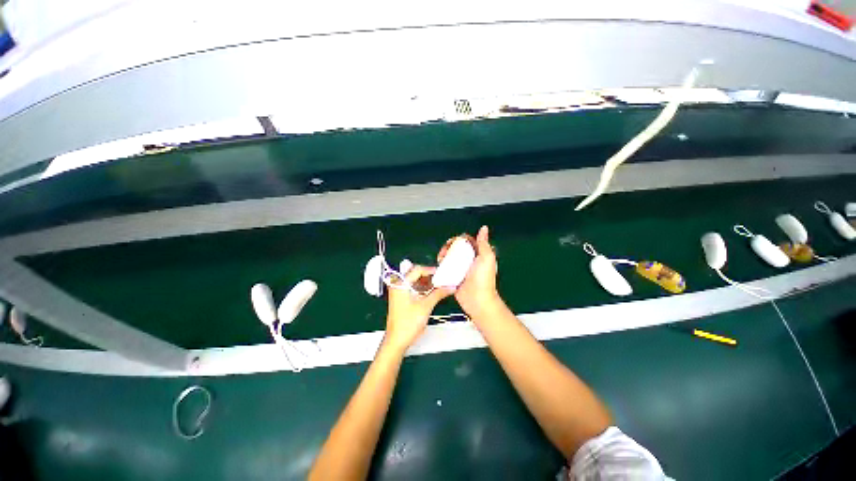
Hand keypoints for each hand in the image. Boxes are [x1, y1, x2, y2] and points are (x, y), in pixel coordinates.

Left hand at [384, 265, 452, 351]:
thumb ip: (438, 293)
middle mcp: (398, 285)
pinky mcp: (402, 298)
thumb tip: (450, 286)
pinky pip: (413, 288)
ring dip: (427, 282)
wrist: (397, 341)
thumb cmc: (408, 324)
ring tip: (440, 284)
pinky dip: (423, 288)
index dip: (431, 270)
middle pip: (415, 274)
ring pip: (415, 281)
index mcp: (400, 284)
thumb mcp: (426, 306)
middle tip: (442, 278)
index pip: (417, 270)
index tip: (442, 273)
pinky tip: (432, 291)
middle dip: (429, 276)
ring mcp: (399, 292)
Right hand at [438, 226, 501, 318]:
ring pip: (450, 257)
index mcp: (478, 254)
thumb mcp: (487, 258)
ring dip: (444, 255)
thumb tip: (483, 228)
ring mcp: (461, 269)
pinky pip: (446, 268)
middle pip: (456, 248)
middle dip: (448, 247)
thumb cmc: (484, 279)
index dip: (459, 239)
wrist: (477, 300)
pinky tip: (439, 265)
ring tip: (440, 259)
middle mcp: (469, 260)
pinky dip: (442, 265)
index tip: (452, 242)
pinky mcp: (454, 277)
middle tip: (444, 252)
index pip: (467, 241)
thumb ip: (484, 243)